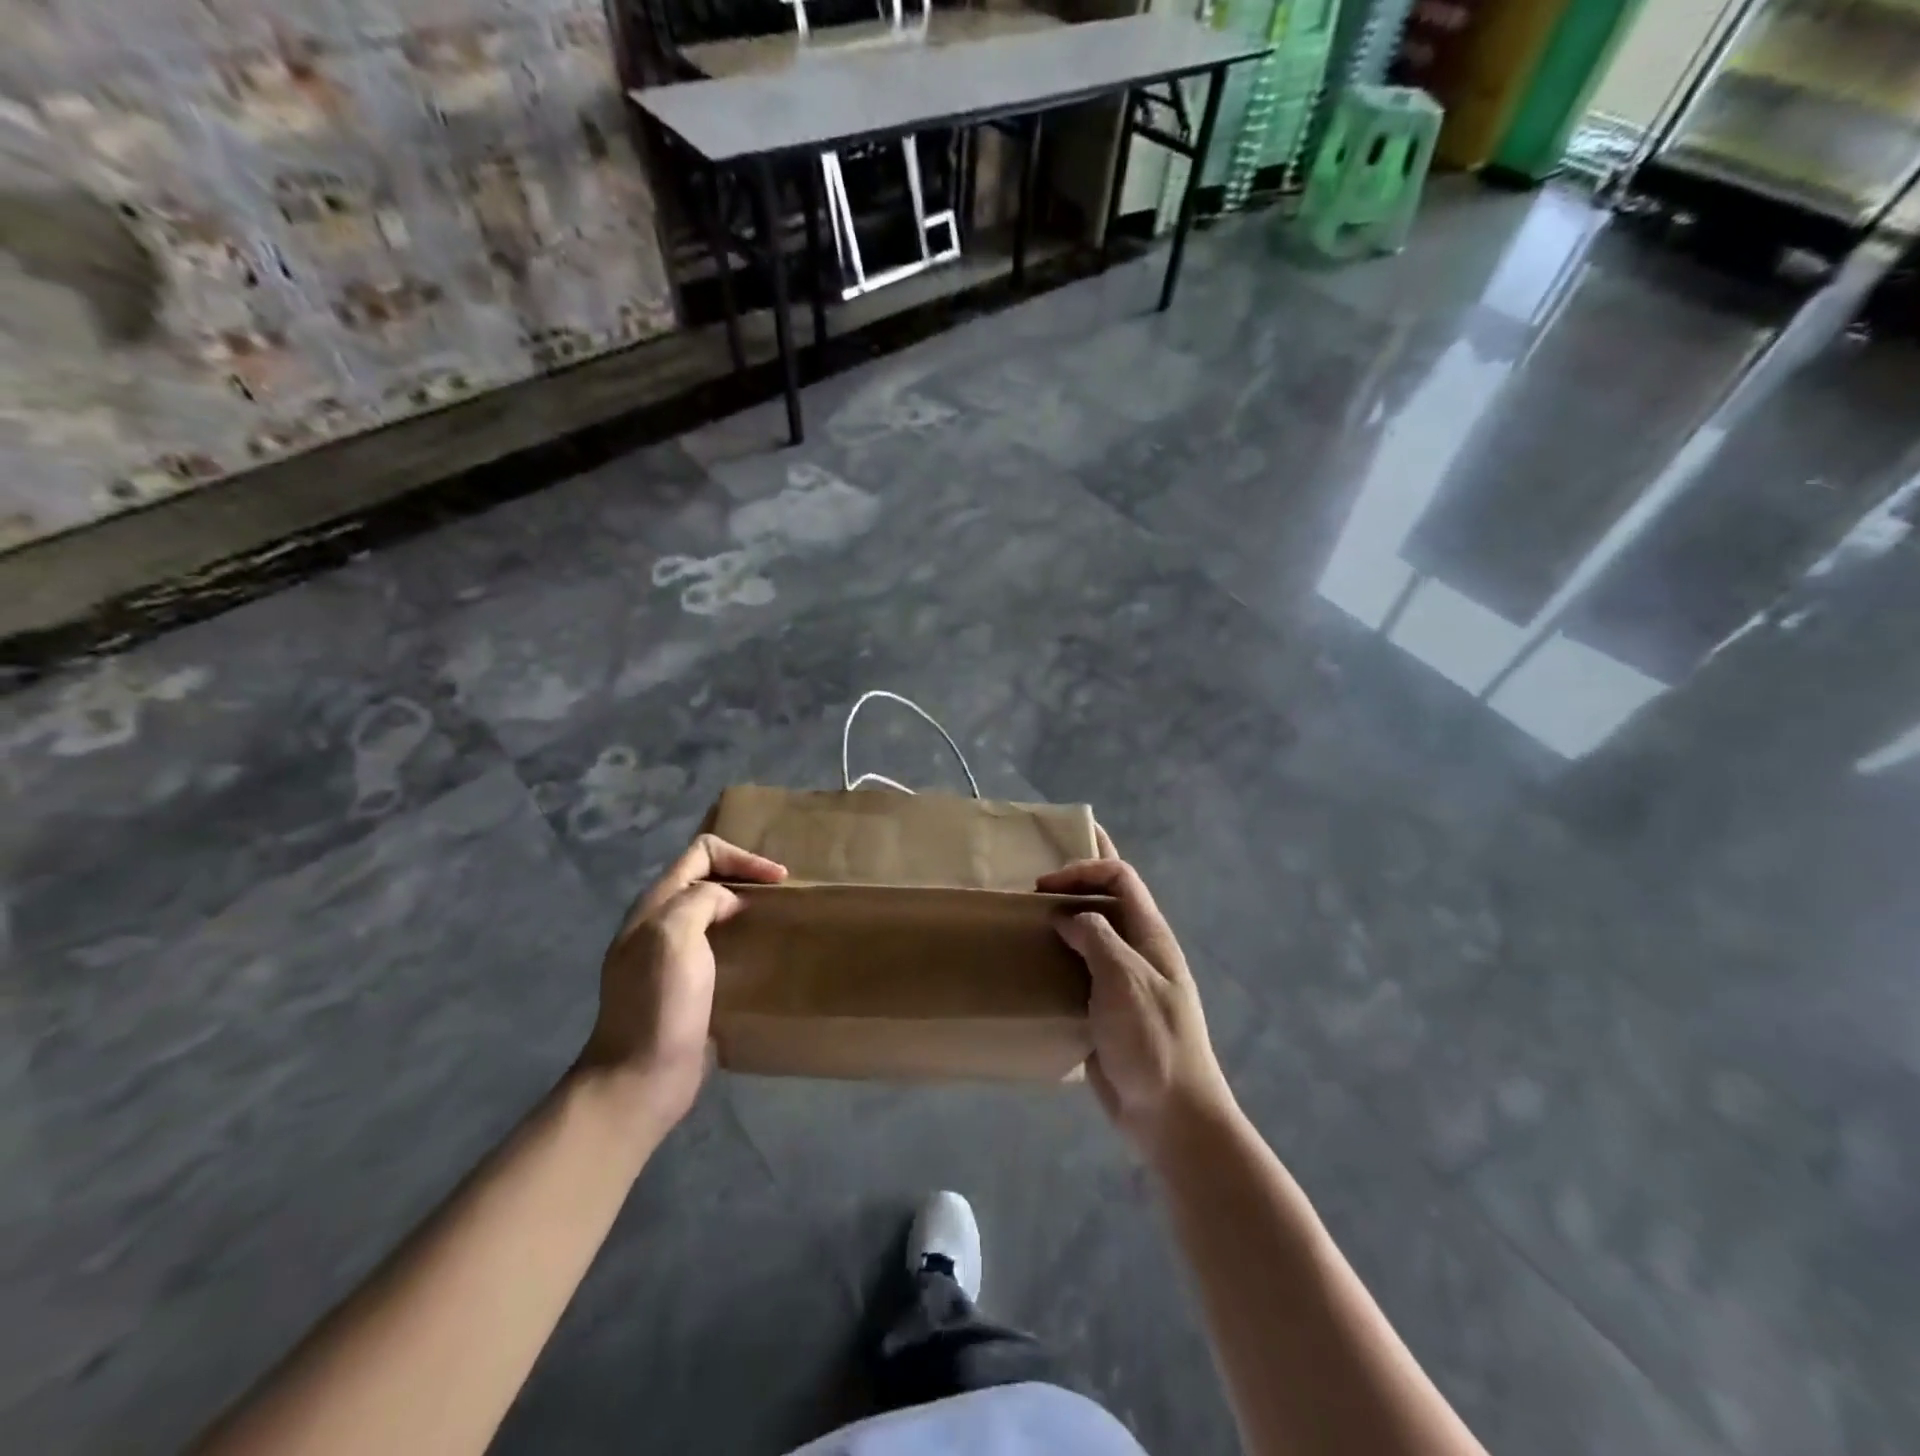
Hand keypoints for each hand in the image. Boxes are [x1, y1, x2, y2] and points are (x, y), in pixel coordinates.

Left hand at [578, 833, 786, 1129]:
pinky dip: (742, 940)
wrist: (640, 1078)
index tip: (777, 879)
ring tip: (777, 920)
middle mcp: (660, 924)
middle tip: (781, 895)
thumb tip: (727, 900)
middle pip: (706, 879)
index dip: (741, 857)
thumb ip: (700, 900)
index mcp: (654, 906)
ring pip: (714, 912)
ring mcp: (672, 957)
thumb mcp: (674, 936)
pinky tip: (761, 955)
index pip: (700, 853)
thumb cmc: (659, 1003)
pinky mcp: (687, 987)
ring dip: (745, 909)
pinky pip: (719, 947)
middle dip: (745, 877)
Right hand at [1038, 830, 1232, 1161]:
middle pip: (1108, 899)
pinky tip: (1034, 966)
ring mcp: (1121, 981)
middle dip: (1075, 884)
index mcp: (1150, 935)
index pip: (1120, 878)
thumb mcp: (1125, 979)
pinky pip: (1079, 971)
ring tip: (1026, 923)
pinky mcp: (1104, 1010)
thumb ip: (1097, 937)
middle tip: (1033, 890)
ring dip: (1063, 922)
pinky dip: (1058, 959)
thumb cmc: (1152, 1039)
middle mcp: (1137, 950)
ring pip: (1091, 935)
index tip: (1045, 886)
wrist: (1169, 1114)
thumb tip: (1068, 917)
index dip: (1084, 870)